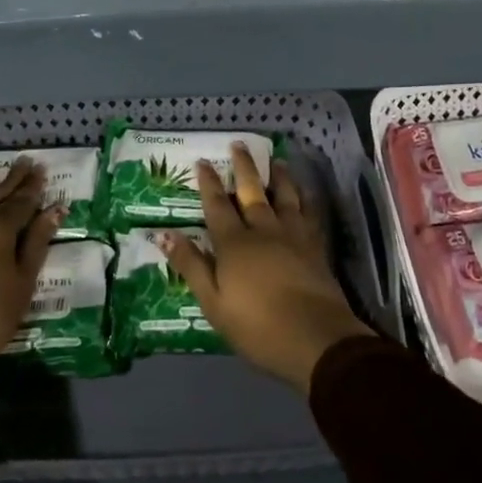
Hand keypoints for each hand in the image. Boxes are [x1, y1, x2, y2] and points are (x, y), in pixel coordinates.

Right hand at [160, 143, 372, 391]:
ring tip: (276, 160)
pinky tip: (306, 193)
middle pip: (252, 191)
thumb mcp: (213, 302)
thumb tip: (165, 233)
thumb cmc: (257, 326)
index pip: (217, 205)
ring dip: (278, 176)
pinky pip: (310, 213)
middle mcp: (263, 229)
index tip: (203, 161)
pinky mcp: (315, 246)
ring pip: (284, 196)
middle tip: (239, 143)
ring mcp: (293, 235)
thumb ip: (191, 266)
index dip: (209, 183)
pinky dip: (306, 198)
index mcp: (234, 243)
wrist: (315, 338)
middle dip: (243, 166)